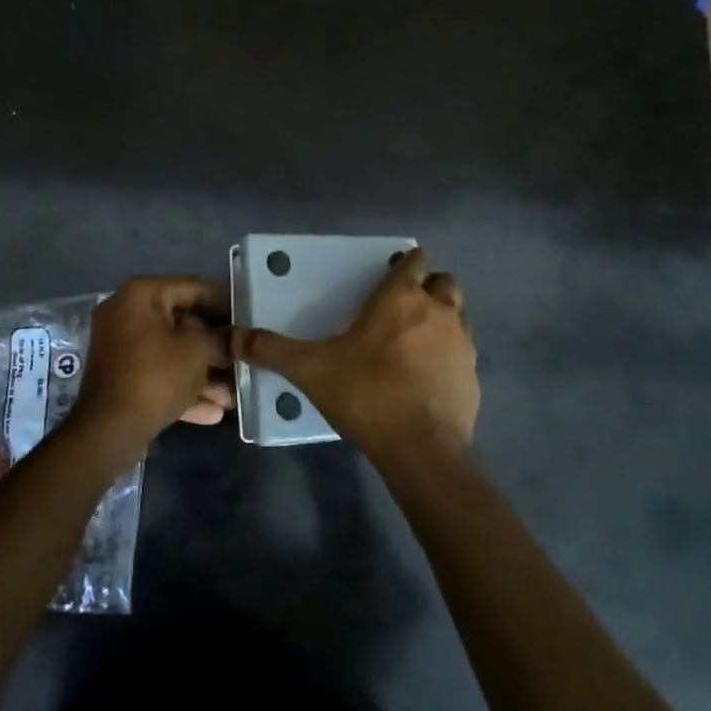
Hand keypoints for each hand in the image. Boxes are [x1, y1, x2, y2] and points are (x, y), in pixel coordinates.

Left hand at [71, 276, 232, 452]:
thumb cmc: (156, 376)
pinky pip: (160, 375)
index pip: (194, 288)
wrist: (109, 431)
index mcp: (141, 295)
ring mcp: (122, 347)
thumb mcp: (198, 351)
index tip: (250, 317)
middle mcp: (127, 314)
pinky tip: (215, 412)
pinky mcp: (123, 378)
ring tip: (234, 395)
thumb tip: (236, 338)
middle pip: (184, 323)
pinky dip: (184, 388)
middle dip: (216, 347)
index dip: (226, 303)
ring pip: (173, 354)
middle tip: (244, 358)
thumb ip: (222, 338)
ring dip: (204, 374)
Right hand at [232, 248, 478, 460]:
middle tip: (402, 309)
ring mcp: (462, 342)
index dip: (405, 264)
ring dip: (441, 320)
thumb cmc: (366, 394)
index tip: (390, 277)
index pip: (414, 261)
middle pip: (443, 282)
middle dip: (428, 288)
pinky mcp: (473, 375)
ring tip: (416, 343)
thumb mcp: (311, 370)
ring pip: (458, 315)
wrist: (421, 448)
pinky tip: (428, 378)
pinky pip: (463, 352)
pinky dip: (449, 356)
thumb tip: (236, 338)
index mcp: (400, 299)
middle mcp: (438, 310)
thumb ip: (273, 350)